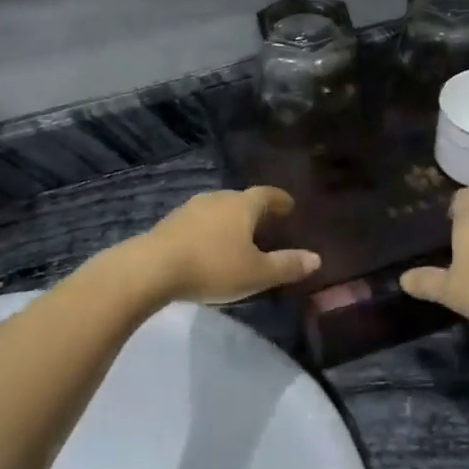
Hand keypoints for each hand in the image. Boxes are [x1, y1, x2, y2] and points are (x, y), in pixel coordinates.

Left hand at [132, 188, 319, 304]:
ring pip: (217, 209)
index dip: (280, 200)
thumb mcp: (256, 273)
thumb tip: (315, 258)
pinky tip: (208, 246)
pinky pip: (198, 222)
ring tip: (237, 236)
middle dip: (254, 210)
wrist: (153, 268)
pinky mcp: (169, 223)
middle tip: (266, 223)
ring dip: (229, 220)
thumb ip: (286, 265)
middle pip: (241, 199)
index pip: (267, 194)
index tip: (289, 206)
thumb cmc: (213, 267)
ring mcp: (190, 208)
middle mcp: (217, 198)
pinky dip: (209, 230)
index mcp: (242, 205)